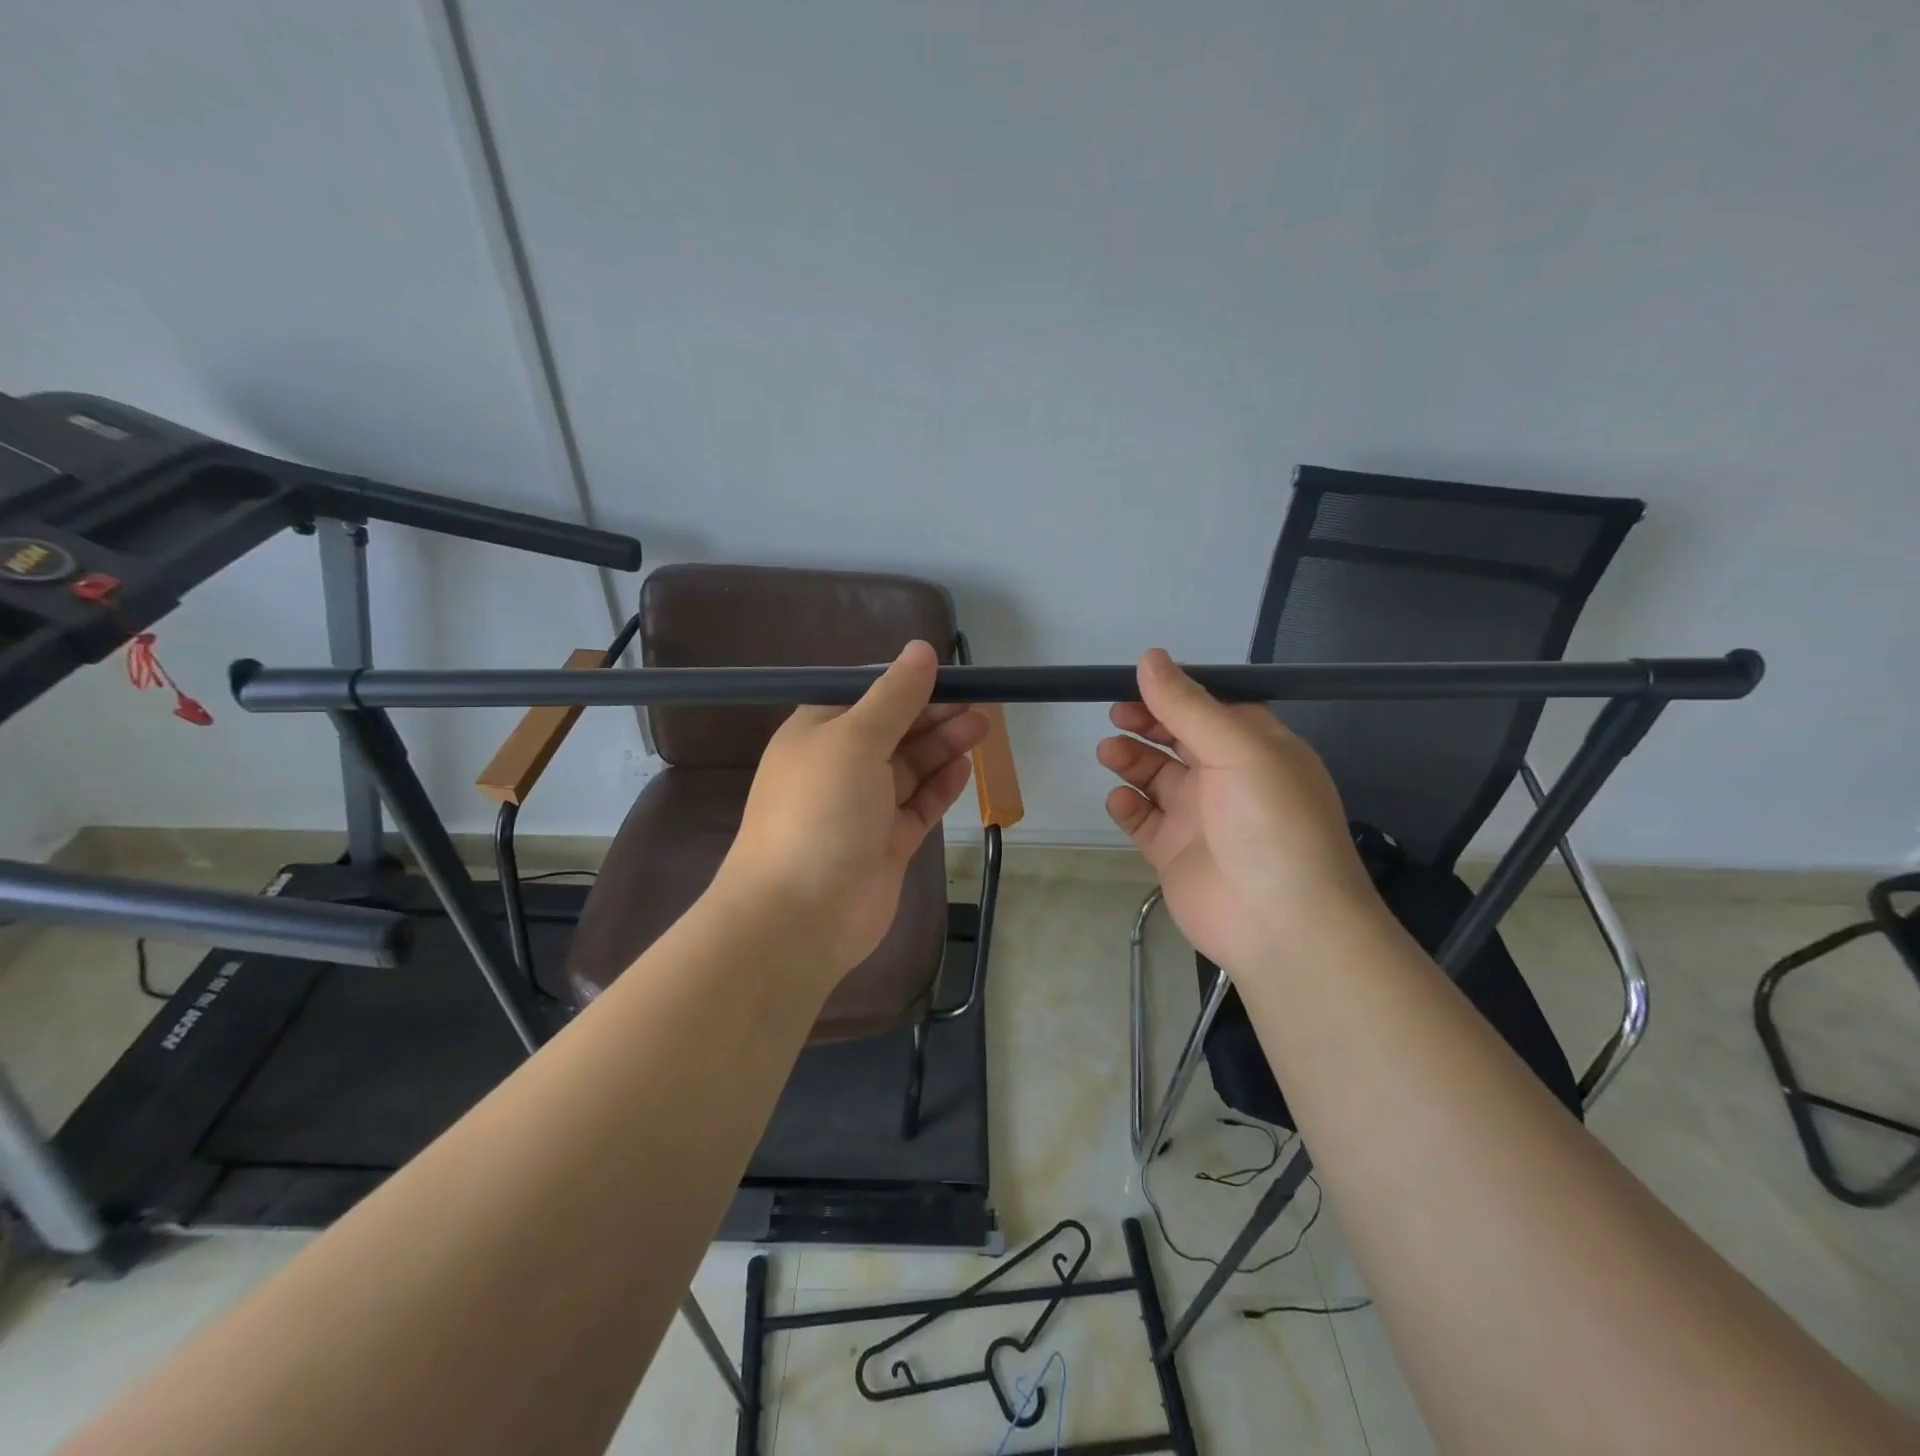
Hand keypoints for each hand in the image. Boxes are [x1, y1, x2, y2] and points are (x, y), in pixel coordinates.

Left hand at [716, 641, 987, 980]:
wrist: (799, 915)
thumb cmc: (820, 812)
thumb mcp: (854, 740)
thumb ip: (894, 696)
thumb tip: (920, 649)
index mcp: (818, 734)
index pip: (867, 697)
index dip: (907, 684)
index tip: (949, 675)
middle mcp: (839, 767)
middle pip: (894, 730)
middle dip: (934, 714)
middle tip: (980, 702)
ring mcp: (864, 808)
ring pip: (910, 767)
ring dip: (943, 745)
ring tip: (983, 725)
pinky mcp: (886, 844)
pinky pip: (918, 806)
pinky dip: (940, 786)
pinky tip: (966, 767)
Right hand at [1097, 650, 1380, 975]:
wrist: (1282, 925)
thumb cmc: (1271, 824)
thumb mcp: (1238, 751)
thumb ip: (1188, 705)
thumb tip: (1150, 657)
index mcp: (1256, 748)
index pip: (1211, 707)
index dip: (1175, 693)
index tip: (1136, 683)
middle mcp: (1228, 779)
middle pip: (1178, 738)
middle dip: (1147, 723)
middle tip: (1118, 716)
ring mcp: (1200, 818)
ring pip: (1156, 777)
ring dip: (1131, 760)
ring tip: (1109, 752)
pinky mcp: (1175, 852)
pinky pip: (1143, 820)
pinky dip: (1127, 806)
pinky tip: (1120, 800)